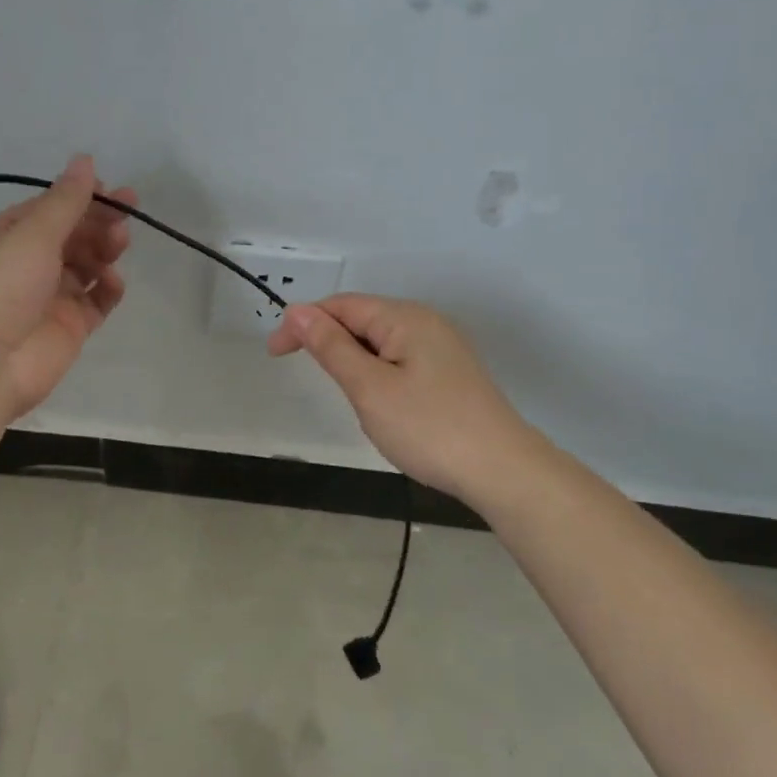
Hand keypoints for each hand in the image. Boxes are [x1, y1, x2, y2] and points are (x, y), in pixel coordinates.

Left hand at [0, 156, 133, 422]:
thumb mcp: (30, 235)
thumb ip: (65, 201)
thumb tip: (85, 160)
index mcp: (1, 238)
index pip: (45, 210)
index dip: (79, 198)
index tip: (112, 191)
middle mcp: (23, 266)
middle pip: (69, 237)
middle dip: (97, 223)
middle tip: (126, 215)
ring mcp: (47, 299)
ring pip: (85, 267)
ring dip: (103, 251)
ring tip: (119, 245)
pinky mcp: (68, 328)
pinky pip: (95, 302)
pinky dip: (107, 289)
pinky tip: (113, 282)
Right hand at [267, 294, 540, 498]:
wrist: (502, 470)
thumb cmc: (428, 428)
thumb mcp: (369, 388)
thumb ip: (331, 347)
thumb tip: (297, 312)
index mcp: (405, 318)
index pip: (341, 306)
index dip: (303, 323)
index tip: (274, 353)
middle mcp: (425, 323)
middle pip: (362, 319)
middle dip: (329, 342)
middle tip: (308, 377)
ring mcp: (442, 348)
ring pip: (380, 343)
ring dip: (352, 361)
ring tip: (348, 397)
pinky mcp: (450, 373)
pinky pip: (399, 360)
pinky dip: (376, 374)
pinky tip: (379, 403)